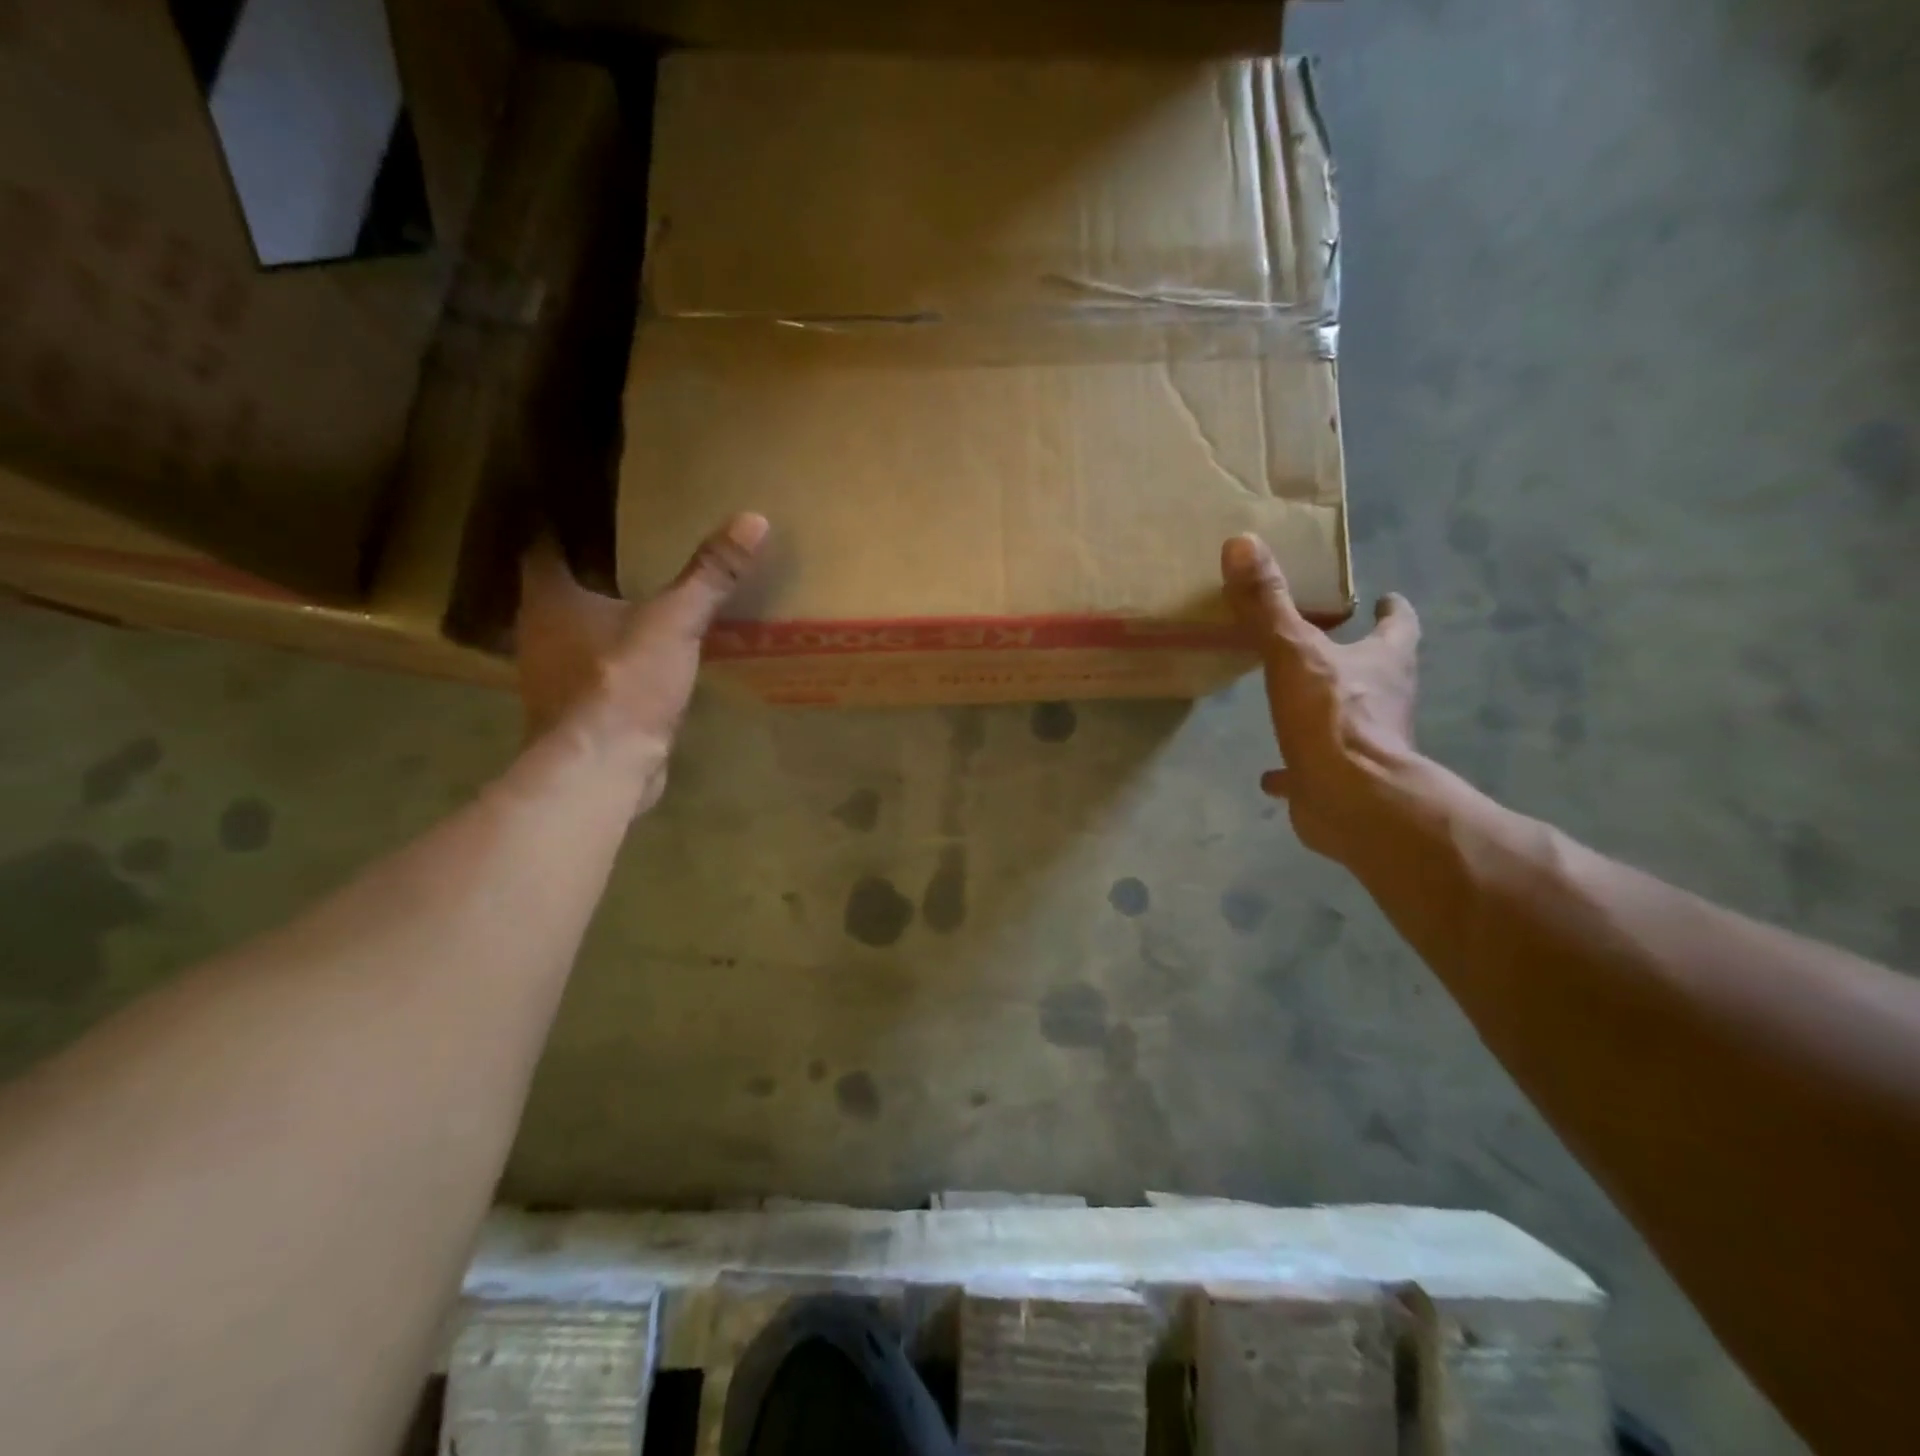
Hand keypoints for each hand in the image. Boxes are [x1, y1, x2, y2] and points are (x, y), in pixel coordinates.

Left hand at [515, 513, 768, 813]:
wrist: (603, 768)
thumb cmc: (623, 683)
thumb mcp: (675, 622)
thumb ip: (710, 574)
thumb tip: (753, 519)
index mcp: (549, 597)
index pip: (544, 542)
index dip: (567, 520)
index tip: (598, 504)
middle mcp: (539, 630)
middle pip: (561, 585)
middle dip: (593, 567)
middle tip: (635, 543)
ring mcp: (554, 673)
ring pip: (577, 628)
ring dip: (605, 613)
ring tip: (646, 593)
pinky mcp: (578, 708)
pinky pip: (596, 666)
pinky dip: (617, 654)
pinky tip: (647, 652)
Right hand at [1221, 534, 1420, 861]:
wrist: (1352, 800)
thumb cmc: (1331, 717)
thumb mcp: (1293, 651)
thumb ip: (1267, 602)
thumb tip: (1242, 542)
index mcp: (1385, 663)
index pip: (1399, 627)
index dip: (1394, 612)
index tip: (1387, 599)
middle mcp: (1386, 701)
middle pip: (1382, 670)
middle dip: (1365, 657)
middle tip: (1337, 642)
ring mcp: (1368, 745)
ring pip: (1353, 720)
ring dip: (1333, 709)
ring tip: (1302, 700)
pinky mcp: (1343, 782)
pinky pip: (1316, 771)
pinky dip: (1296, 769)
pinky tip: (1272, 775)